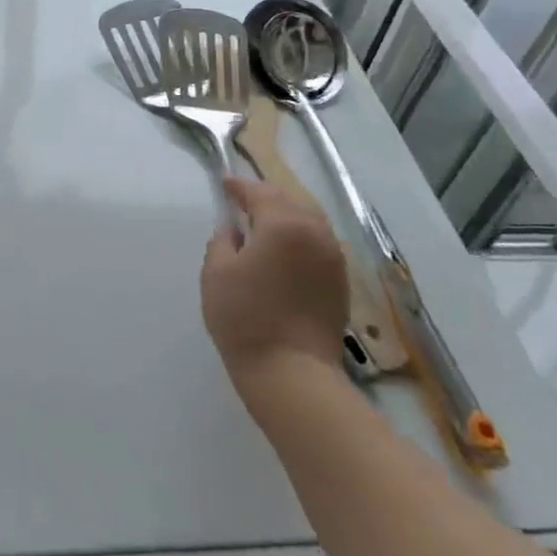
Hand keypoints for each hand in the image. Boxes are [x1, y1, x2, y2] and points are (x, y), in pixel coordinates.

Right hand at [201, 177, 350, 387]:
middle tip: (244, 200)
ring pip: (309, 220)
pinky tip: (285, 249)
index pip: (260, 193)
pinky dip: (301, 236)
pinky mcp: (340, 281)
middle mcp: (315, 232)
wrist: (292, 372)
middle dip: (266, 196)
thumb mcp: (216, 274)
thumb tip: (233, 230)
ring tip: (265, 223)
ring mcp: (333, 257)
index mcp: (283, 224)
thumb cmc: (245, 318)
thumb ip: (222, 241)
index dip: (240, 186)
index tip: (224, 183)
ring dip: (287, 215)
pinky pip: (319, 242)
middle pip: (290, 201)